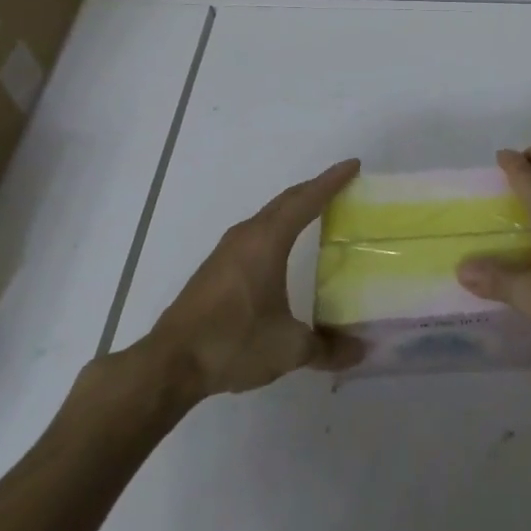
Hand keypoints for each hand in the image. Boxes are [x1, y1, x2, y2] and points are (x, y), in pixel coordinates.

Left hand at [74, 159, 363, 424]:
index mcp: (267, 241)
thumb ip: (327, 348)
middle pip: (286, 201)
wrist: (170, 364)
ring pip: (268, 216)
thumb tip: (360, 351)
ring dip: (293, 208)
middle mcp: (247, 235)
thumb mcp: (288, 348)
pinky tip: (281, 249)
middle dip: (315, 190)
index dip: (332, 181)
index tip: (353, 165)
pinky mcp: (215, 269)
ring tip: (317, 212)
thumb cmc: (233, 342)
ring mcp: (227, 251)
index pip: (306, 200)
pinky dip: (277, 228)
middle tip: (342, 186)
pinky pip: (255, 233)